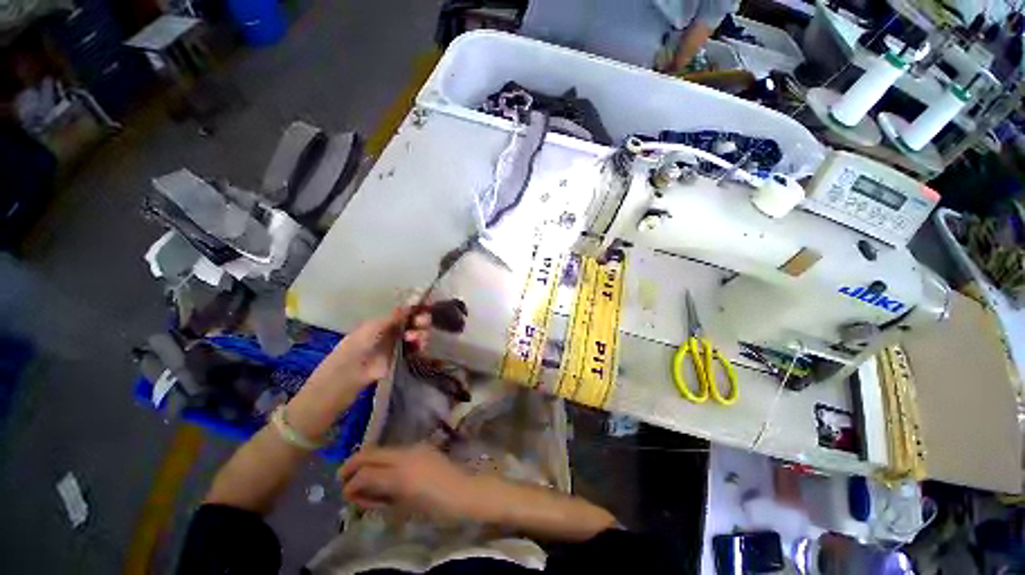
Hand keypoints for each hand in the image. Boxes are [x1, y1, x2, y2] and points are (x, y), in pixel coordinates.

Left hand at [316, 307, 431, 387]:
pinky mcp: (407, 357)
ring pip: (421, 334)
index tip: (427, 303)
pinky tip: (419, 345)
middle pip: (419, 321)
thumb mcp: (376, 325)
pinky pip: (420, 348)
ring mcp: (404, 344)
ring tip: (411, 337)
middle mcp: (399, 330)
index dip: (419, 307)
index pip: (409, 311)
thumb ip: (396, 316)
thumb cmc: (360, 342)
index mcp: (390, 320)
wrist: (353, 369)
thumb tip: (411, 304)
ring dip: (422, 333)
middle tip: (420, 321)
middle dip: (423, 319)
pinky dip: (422, 345)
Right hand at [339, 445, 477, 519]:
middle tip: (342, 478)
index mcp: (400, 474)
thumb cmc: (436, 507)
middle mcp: (405, 454)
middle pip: (371, 453)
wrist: (464, 491)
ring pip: (383, 449)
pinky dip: (384, 460)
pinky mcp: (422, 446)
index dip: (351, 484)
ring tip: (362, 477)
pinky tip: (383, 472)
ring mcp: (414, 447)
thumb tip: (360, 493)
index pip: (366, 473)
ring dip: (368, 461)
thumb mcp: (403, 506)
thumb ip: (380, 497)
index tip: (345, 494)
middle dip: (353, 464)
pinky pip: (396, 450)